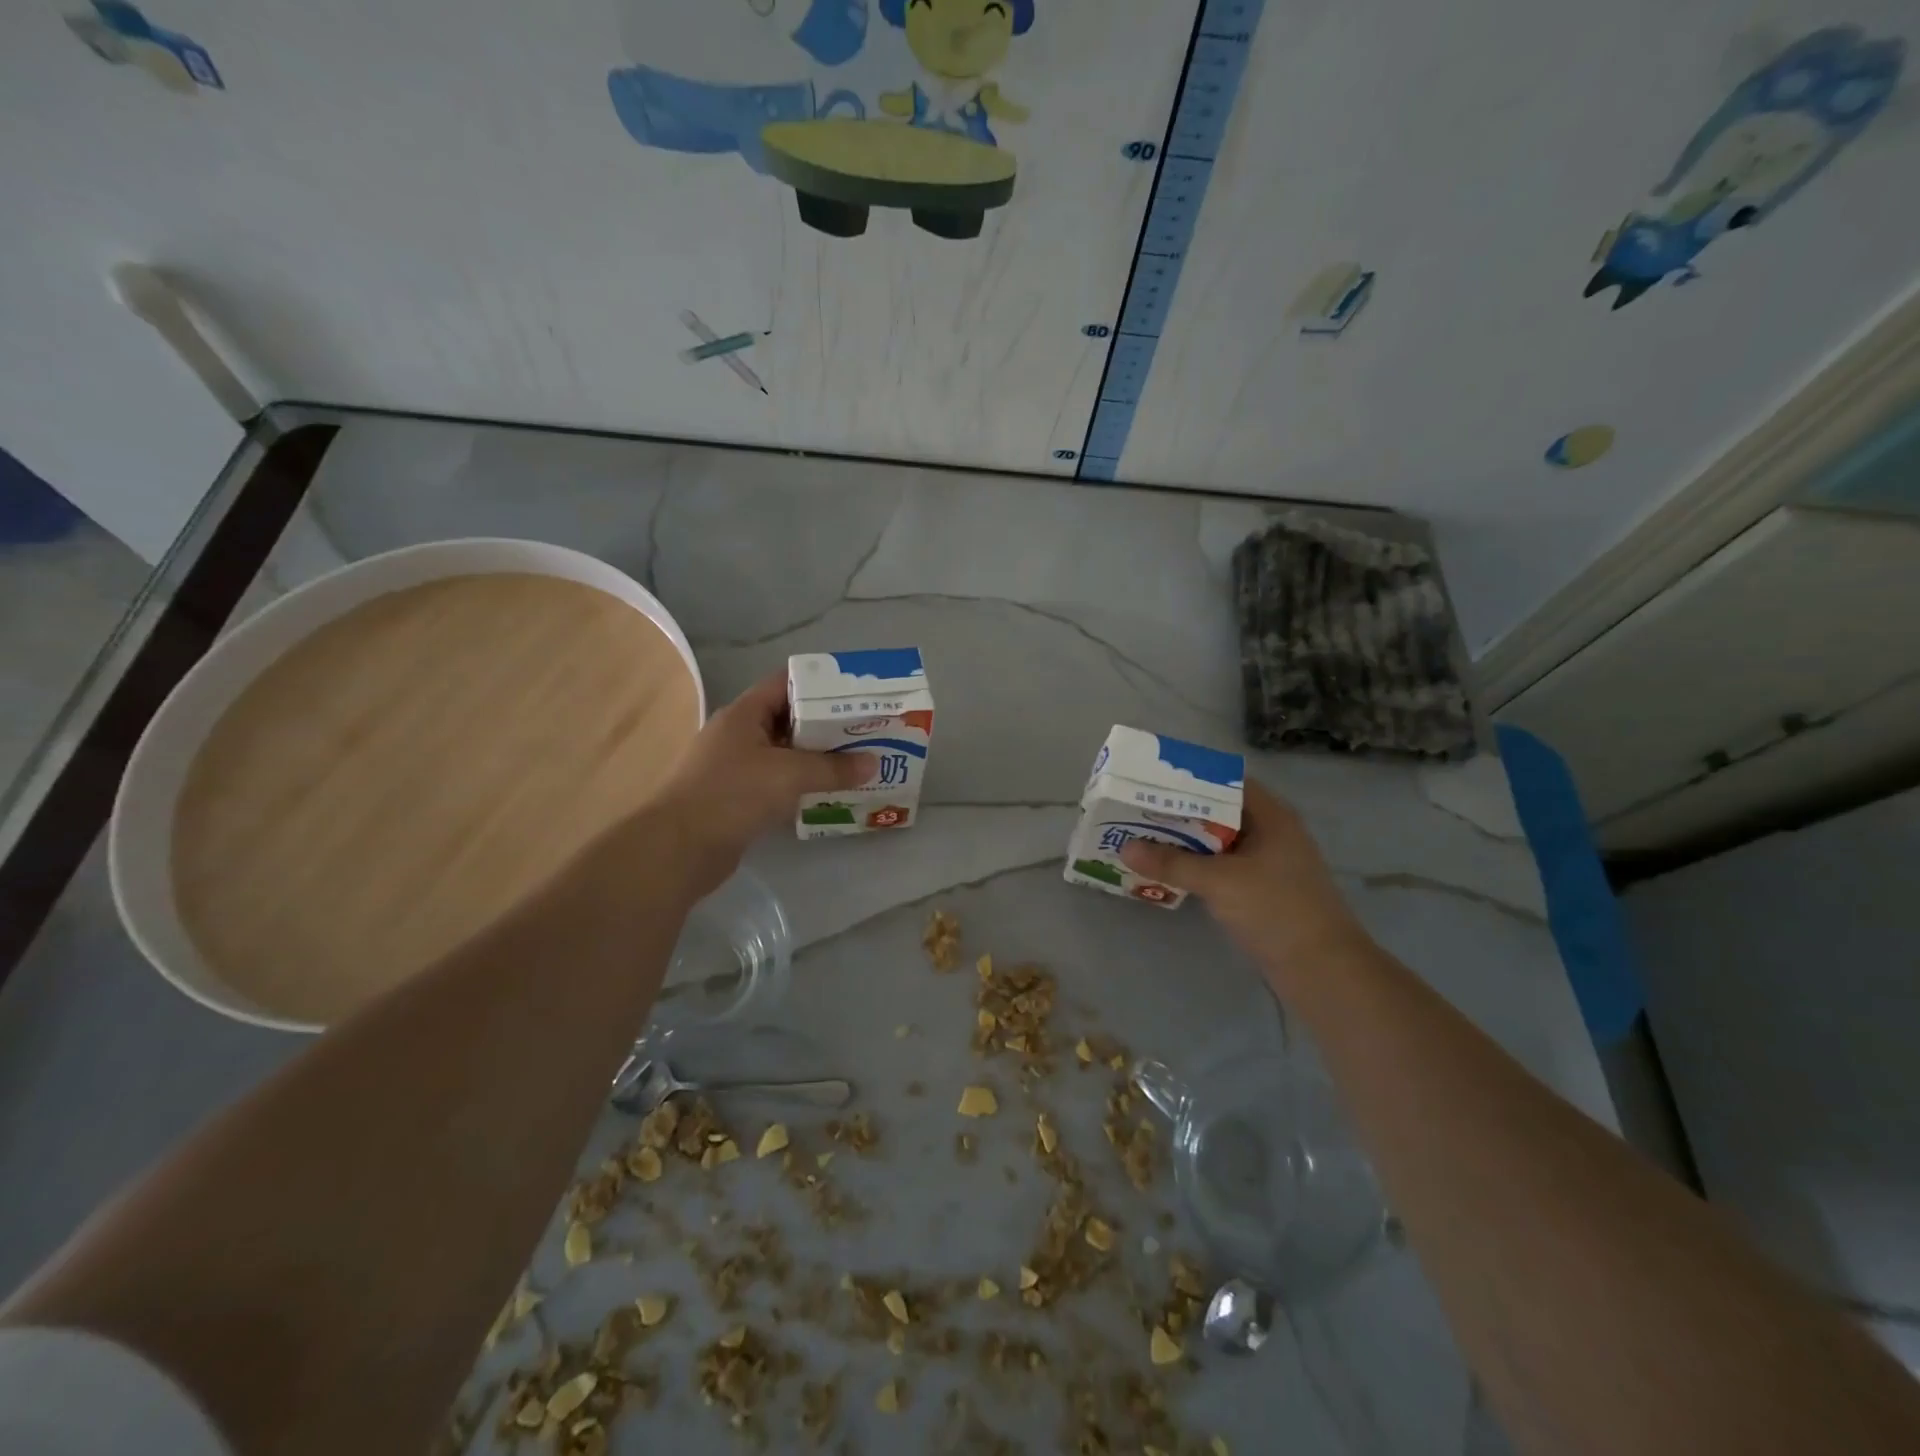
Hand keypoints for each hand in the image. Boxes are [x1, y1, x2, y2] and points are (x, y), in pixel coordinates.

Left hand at [647, 672, 875, 894]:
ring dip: (816, 759)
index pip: (785, 684)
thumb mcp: (790, 774)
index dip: (821, 685)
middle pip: (788, 719)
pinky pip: (777, 783)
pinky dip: (801, 785)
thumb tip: (874, 763)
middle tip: (866, 731)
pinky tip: (829, 793)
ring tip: (856, 762)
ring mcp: (735, 767)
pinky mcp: (737, 798)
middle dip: (826, 726)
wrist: (679, 848)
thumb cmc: (733, 795)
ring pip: (784, 754)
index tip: (856, 694)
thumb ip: (833, 768)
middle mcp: (738, 734)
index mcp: (744, 714)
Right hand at [1119, 779, 1366, 980]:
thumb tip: (1125, 848)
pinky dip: (1197, 866)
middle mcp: (1271, 833)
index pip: (1226, 782)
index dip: (1191, 778)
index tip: (1152, 779)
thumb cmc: (1276, 910)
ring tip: (1143, 836)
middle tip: (1138, 808)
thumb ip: (1172, 863)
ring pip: (1218, 842)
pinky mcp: (1261, 891)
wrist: (1323, 970)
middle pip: (1219, 812)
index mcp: (1271, 817)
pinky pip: (1222, 868)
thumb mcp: (1219, 882)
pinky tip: (1167, 871)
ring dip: (1186, 841)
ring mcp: (1267, 864)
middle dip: (1180, 811)